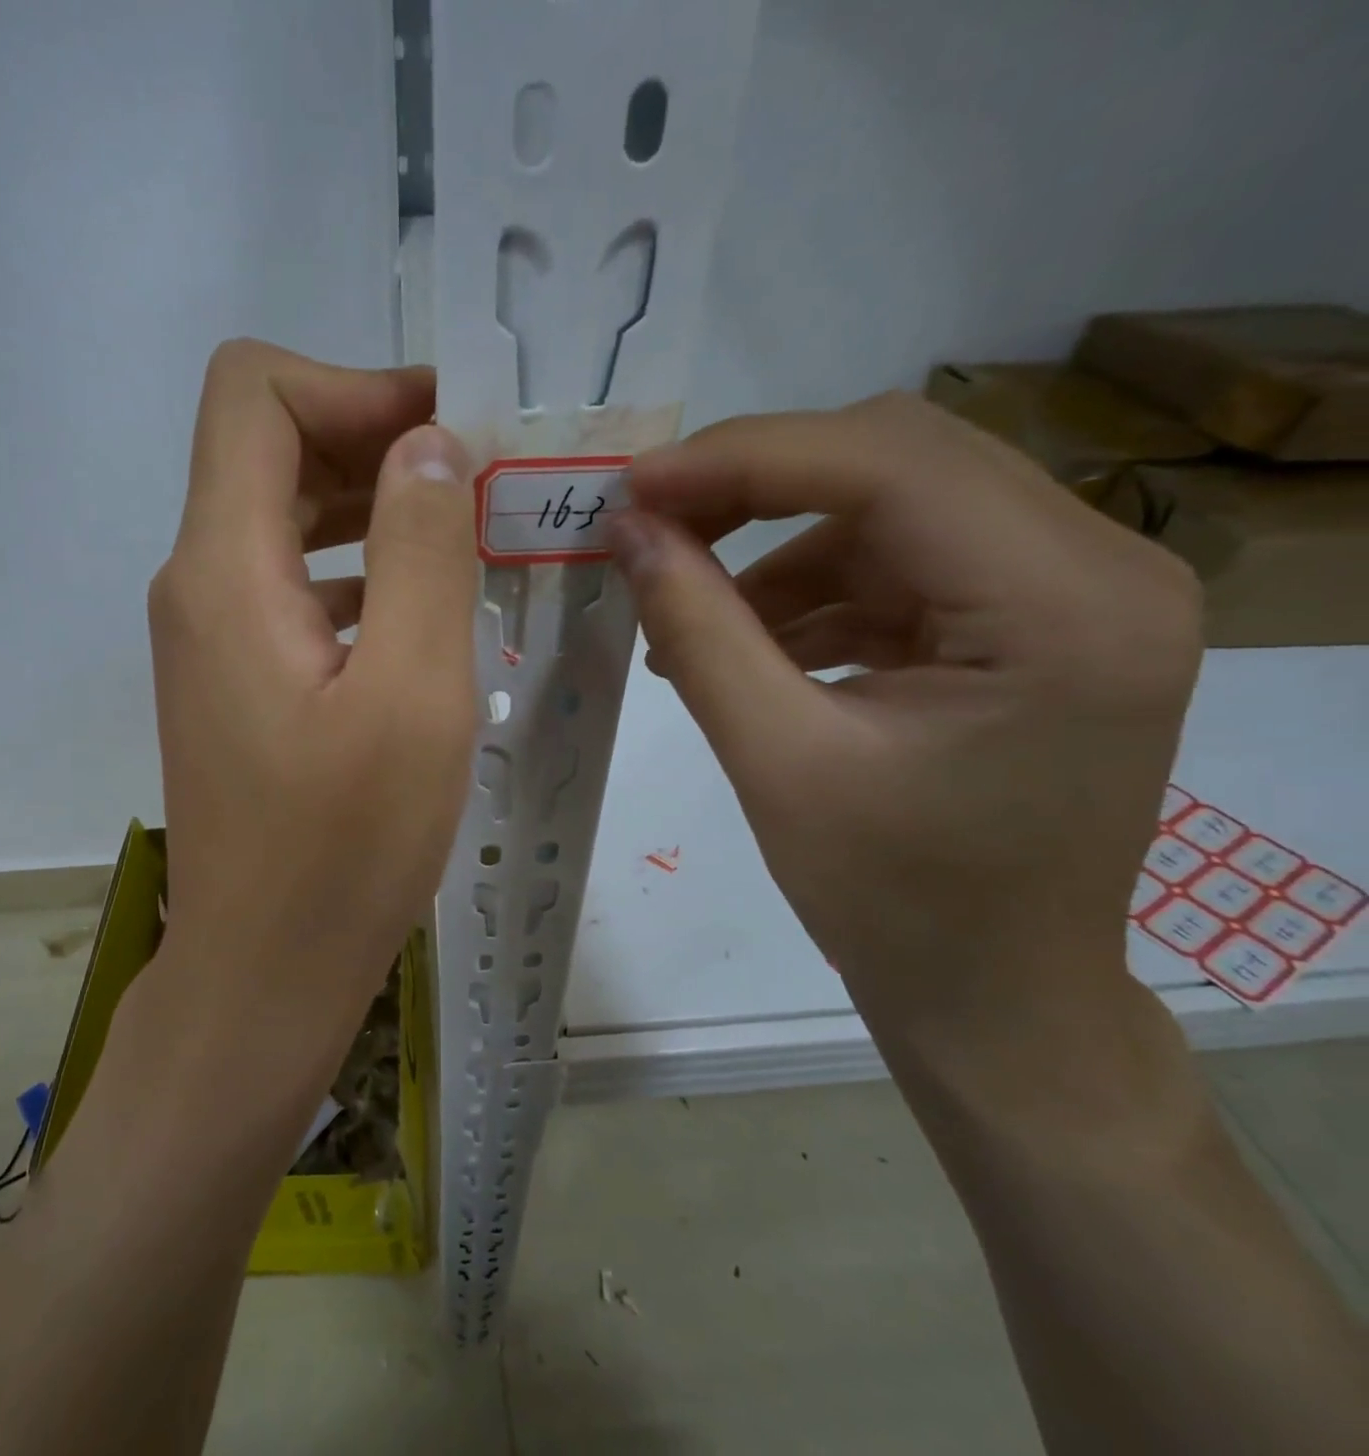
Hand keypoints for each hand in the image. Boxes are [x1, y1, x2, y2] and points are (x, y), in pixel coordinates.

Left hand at [145, 340, 477, 1073]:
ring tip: (468, 540)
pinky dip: (358, 572)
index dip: (353, 385)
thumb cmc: (343, 849)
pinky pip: (293, 585)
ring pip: (284, 518)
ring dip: (374, 509)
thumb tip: (427, 442)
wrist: (264, 971)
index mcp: (224, 569)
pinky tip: (423, 614)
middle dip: (376, 441)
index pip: (254, 393)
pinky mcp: (236, 680)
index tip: (448, 431)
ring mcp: (211, 636)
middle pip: (270, 448)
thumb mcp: (413, 694)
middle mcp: (198, 585)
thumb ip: (421, 550)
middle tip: (481, 483)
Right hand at [611, 392, 1202, 1029]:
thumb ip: (698, 631)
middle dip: (753, 488)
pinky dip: (809, 592)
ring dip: (773, 550)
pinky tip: (746, 646)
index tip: (632, 489)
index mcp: (1065, 607)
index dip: (743, 459)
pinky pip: (899, 565)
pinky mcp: (1031, 621)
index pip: (889, 464)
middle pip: (898, 461)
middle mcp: (1100, 568)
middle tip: (649, 531)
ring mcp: (1074, 591)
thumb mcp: (775, 762)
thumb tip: (626, 532)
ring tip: (687, 620)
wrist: (993, 996)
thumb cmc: (895, 904)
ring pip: (890, 508)